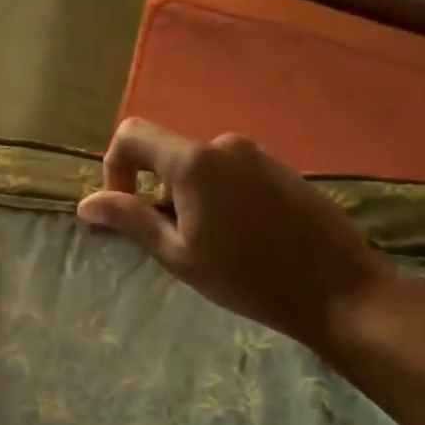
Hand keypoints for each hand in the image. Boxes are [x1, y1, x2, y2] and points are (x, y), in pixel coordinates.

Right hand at [76, 119, 393, 355]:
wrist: (338, 290)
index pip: (131, 134)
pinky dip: (219, 196)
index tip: (127, 209)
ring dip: (190, 197)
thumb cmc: (248, 278)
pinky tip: (244, 237)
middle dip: (158, 191)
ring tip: (215, 246)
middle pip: (167, 154)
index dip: (115, 168)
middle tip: (178, 242)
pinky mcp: (280, 166)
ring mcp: (256, 153)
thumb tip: (86, 203)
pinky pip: (230, 172)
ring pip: (199, 166)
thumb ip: (131, 219)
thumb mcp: (179, 255)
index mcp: (194, 161)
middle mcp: (224, 144)